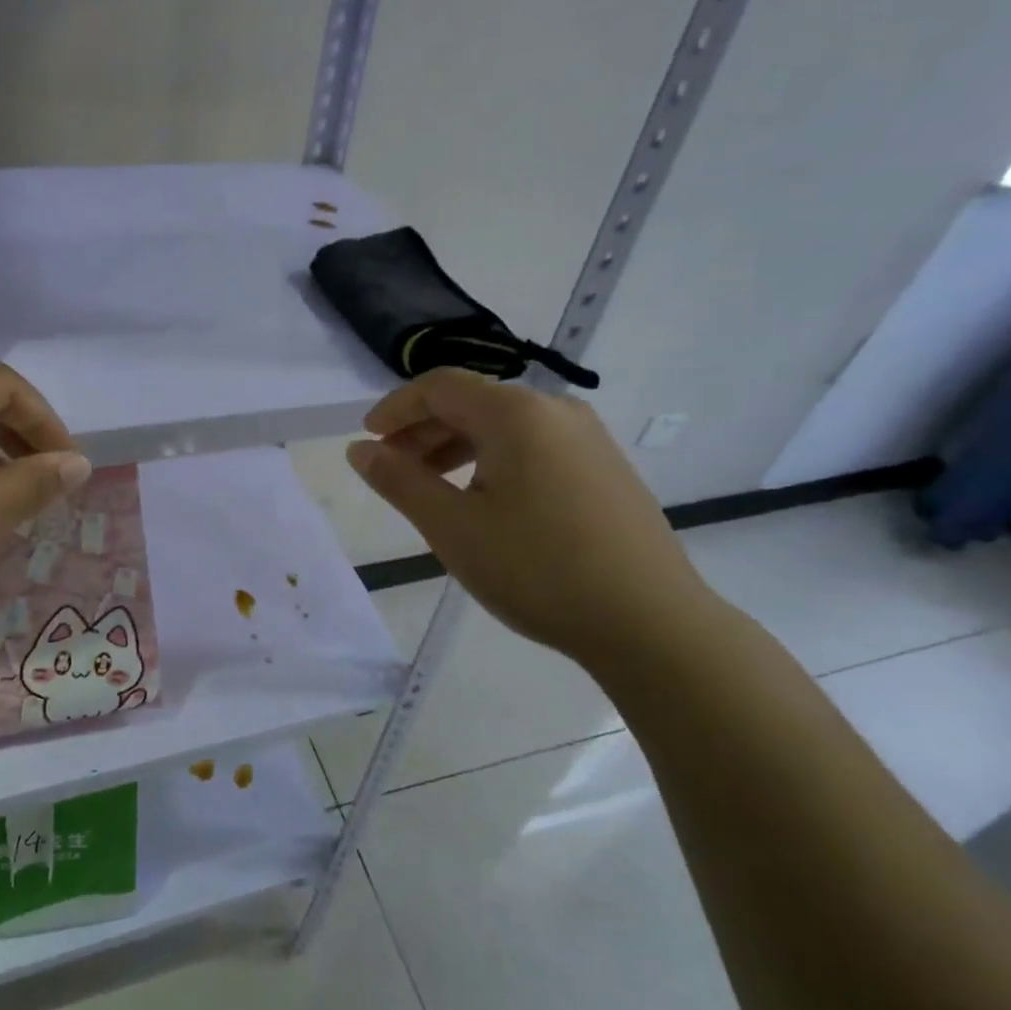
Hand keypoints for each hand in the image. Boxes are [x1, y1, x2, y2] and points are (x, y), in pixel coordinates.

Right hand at [347, 369, 724, 667]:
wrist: (651, 623)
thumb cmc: (538, 570)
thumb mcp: (452, 527)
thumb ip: (399, 481)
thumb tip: (359, 449)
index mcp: (516, 413)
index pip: (439, 386)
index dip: (395, 408)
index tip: (368, 441)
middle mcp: (554, 411)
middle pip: (472, 402)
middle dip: (423, 430)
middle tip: (391, 469)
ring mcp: (587, 438)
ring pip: (504, 426)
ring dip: (456, 446)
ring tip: (430, 488)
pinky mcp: (604, 467)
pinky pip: (533, 446)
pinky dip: (493, 460)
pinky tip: (484, 501)